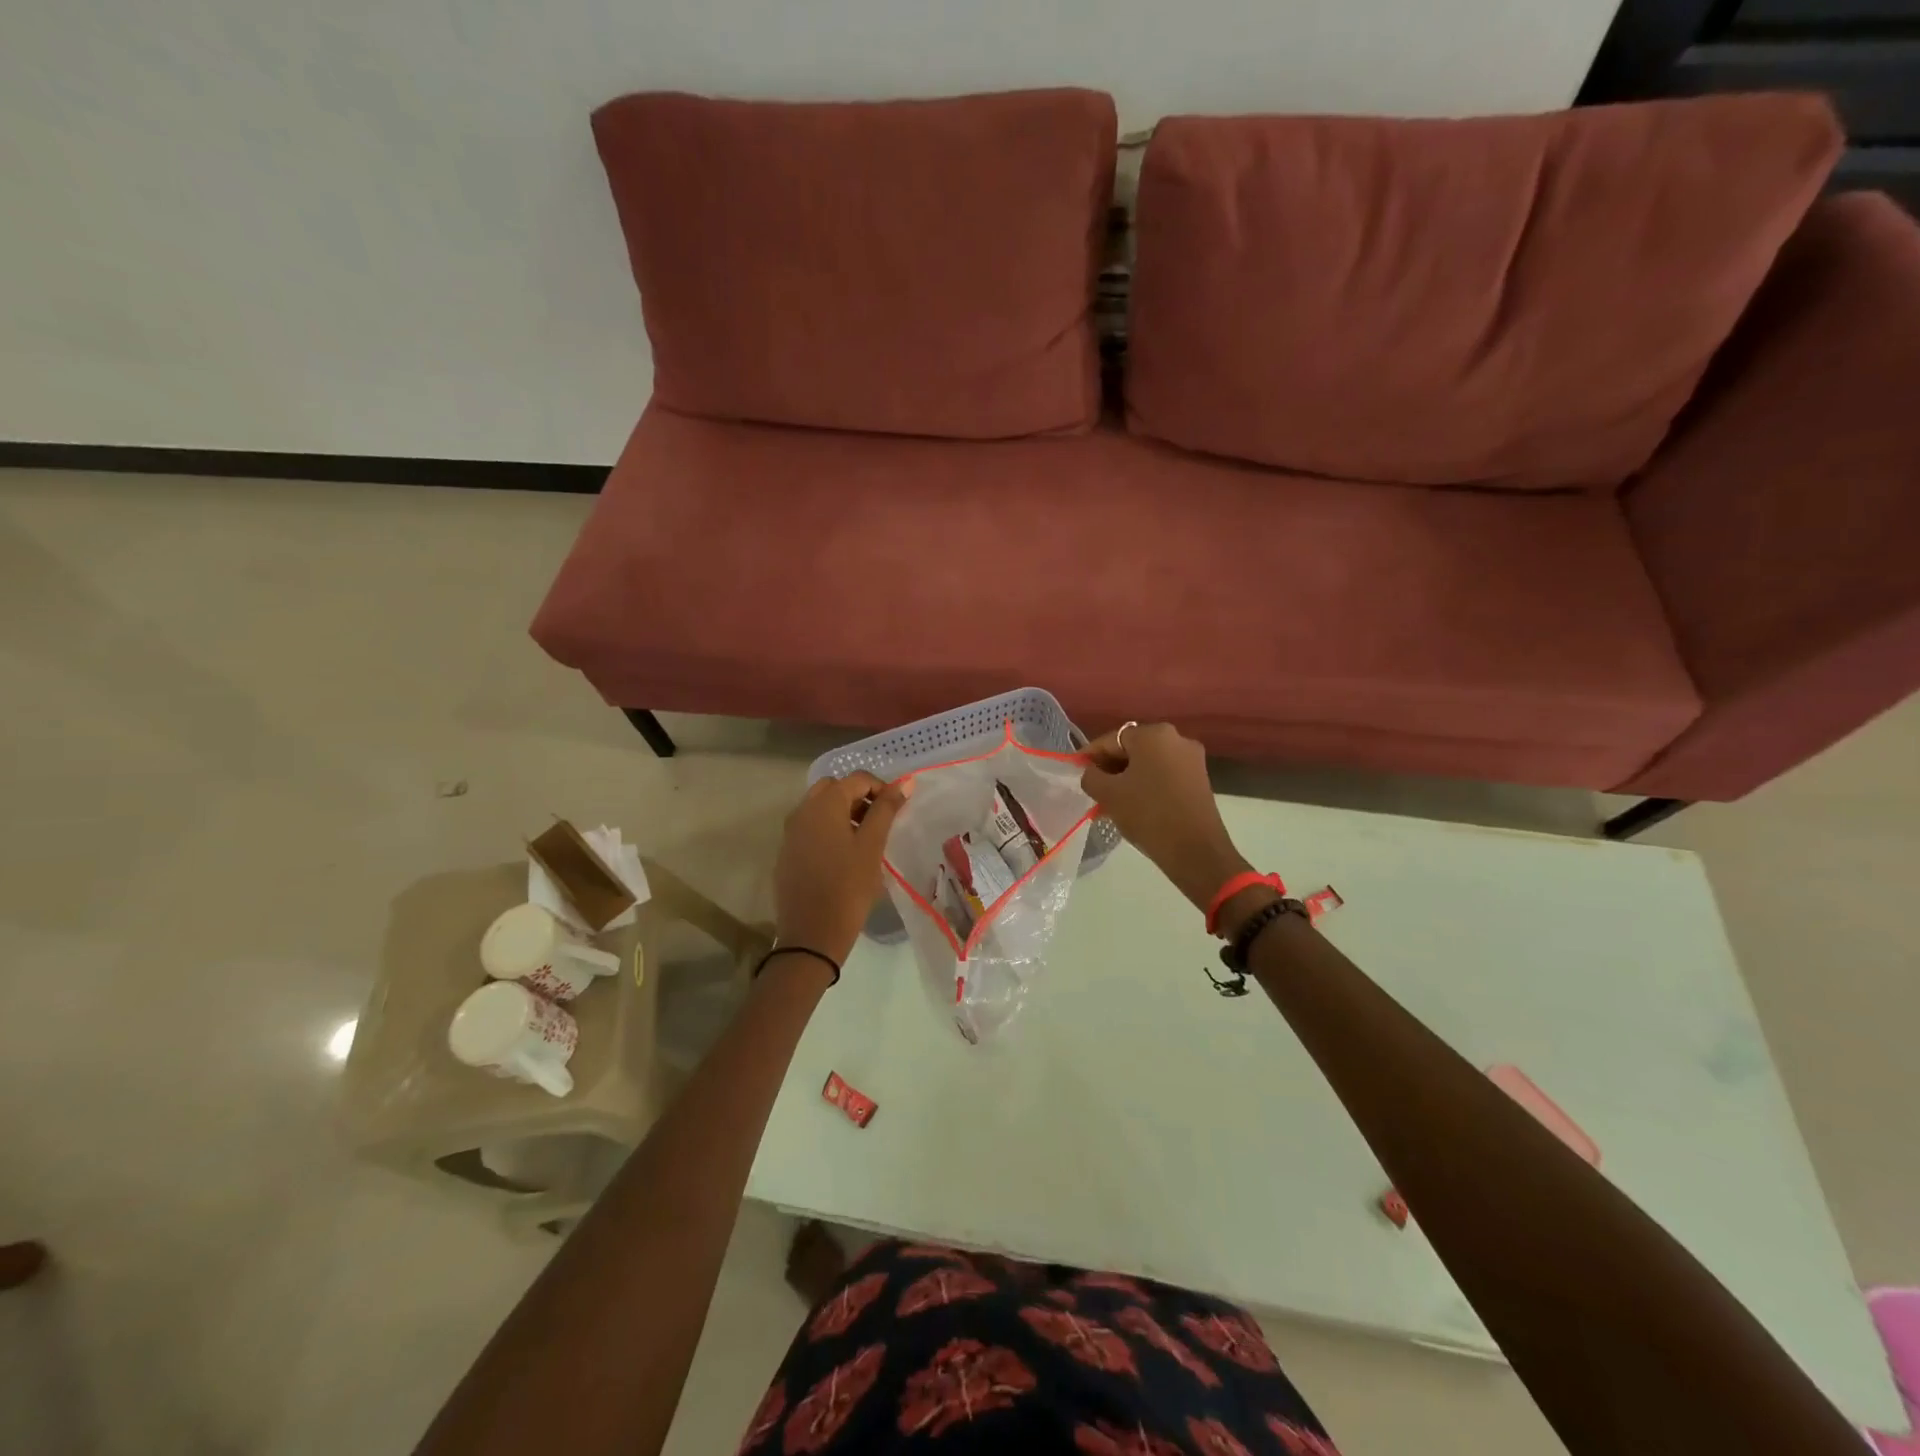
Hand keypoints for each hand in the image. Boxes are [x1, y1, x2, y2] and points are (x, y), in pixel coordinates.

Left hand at [773, 772, 911, 964]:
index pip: (856, 779)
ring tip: (864, 840)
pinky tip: (842, 857)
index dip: (880, 788)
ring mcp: (790, 833)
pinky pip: (809, 828)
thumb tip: (905, 782)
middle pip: (833, 788)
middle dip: (858, 797)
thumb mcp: (872, 846)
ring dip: (843, 813)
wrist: (811, 935)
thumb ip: (887, 810)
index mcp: (824, 805)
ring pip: (819, 807)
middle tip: (878, 822)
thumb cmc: (848, 887)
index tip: (896, 810)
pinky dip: (828, 830)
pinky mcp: (786, 853)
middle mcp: (802, 811)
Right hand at [1081, 723, 1249, 910]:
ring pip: (1149, 763)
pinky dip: (1147, 784)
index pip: (1111, 740)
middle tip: (1094, 789)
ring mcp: (1192, 758)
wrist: (1195, 850)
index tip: (1077, 772)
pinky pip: (1164, 774)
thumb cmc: (1147, 814)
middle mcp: (1176, 738)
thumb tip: (1092, 772)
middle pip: (1132, 749)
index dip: (1090, 755)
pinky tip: (1135, 805)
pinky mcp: (1200, 778)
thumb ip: (1091, 776)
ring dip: (1128, 777)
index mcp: (1153, 734)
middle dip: (1111, 767)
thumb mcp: (1108, 794)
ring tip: (1112, 801)